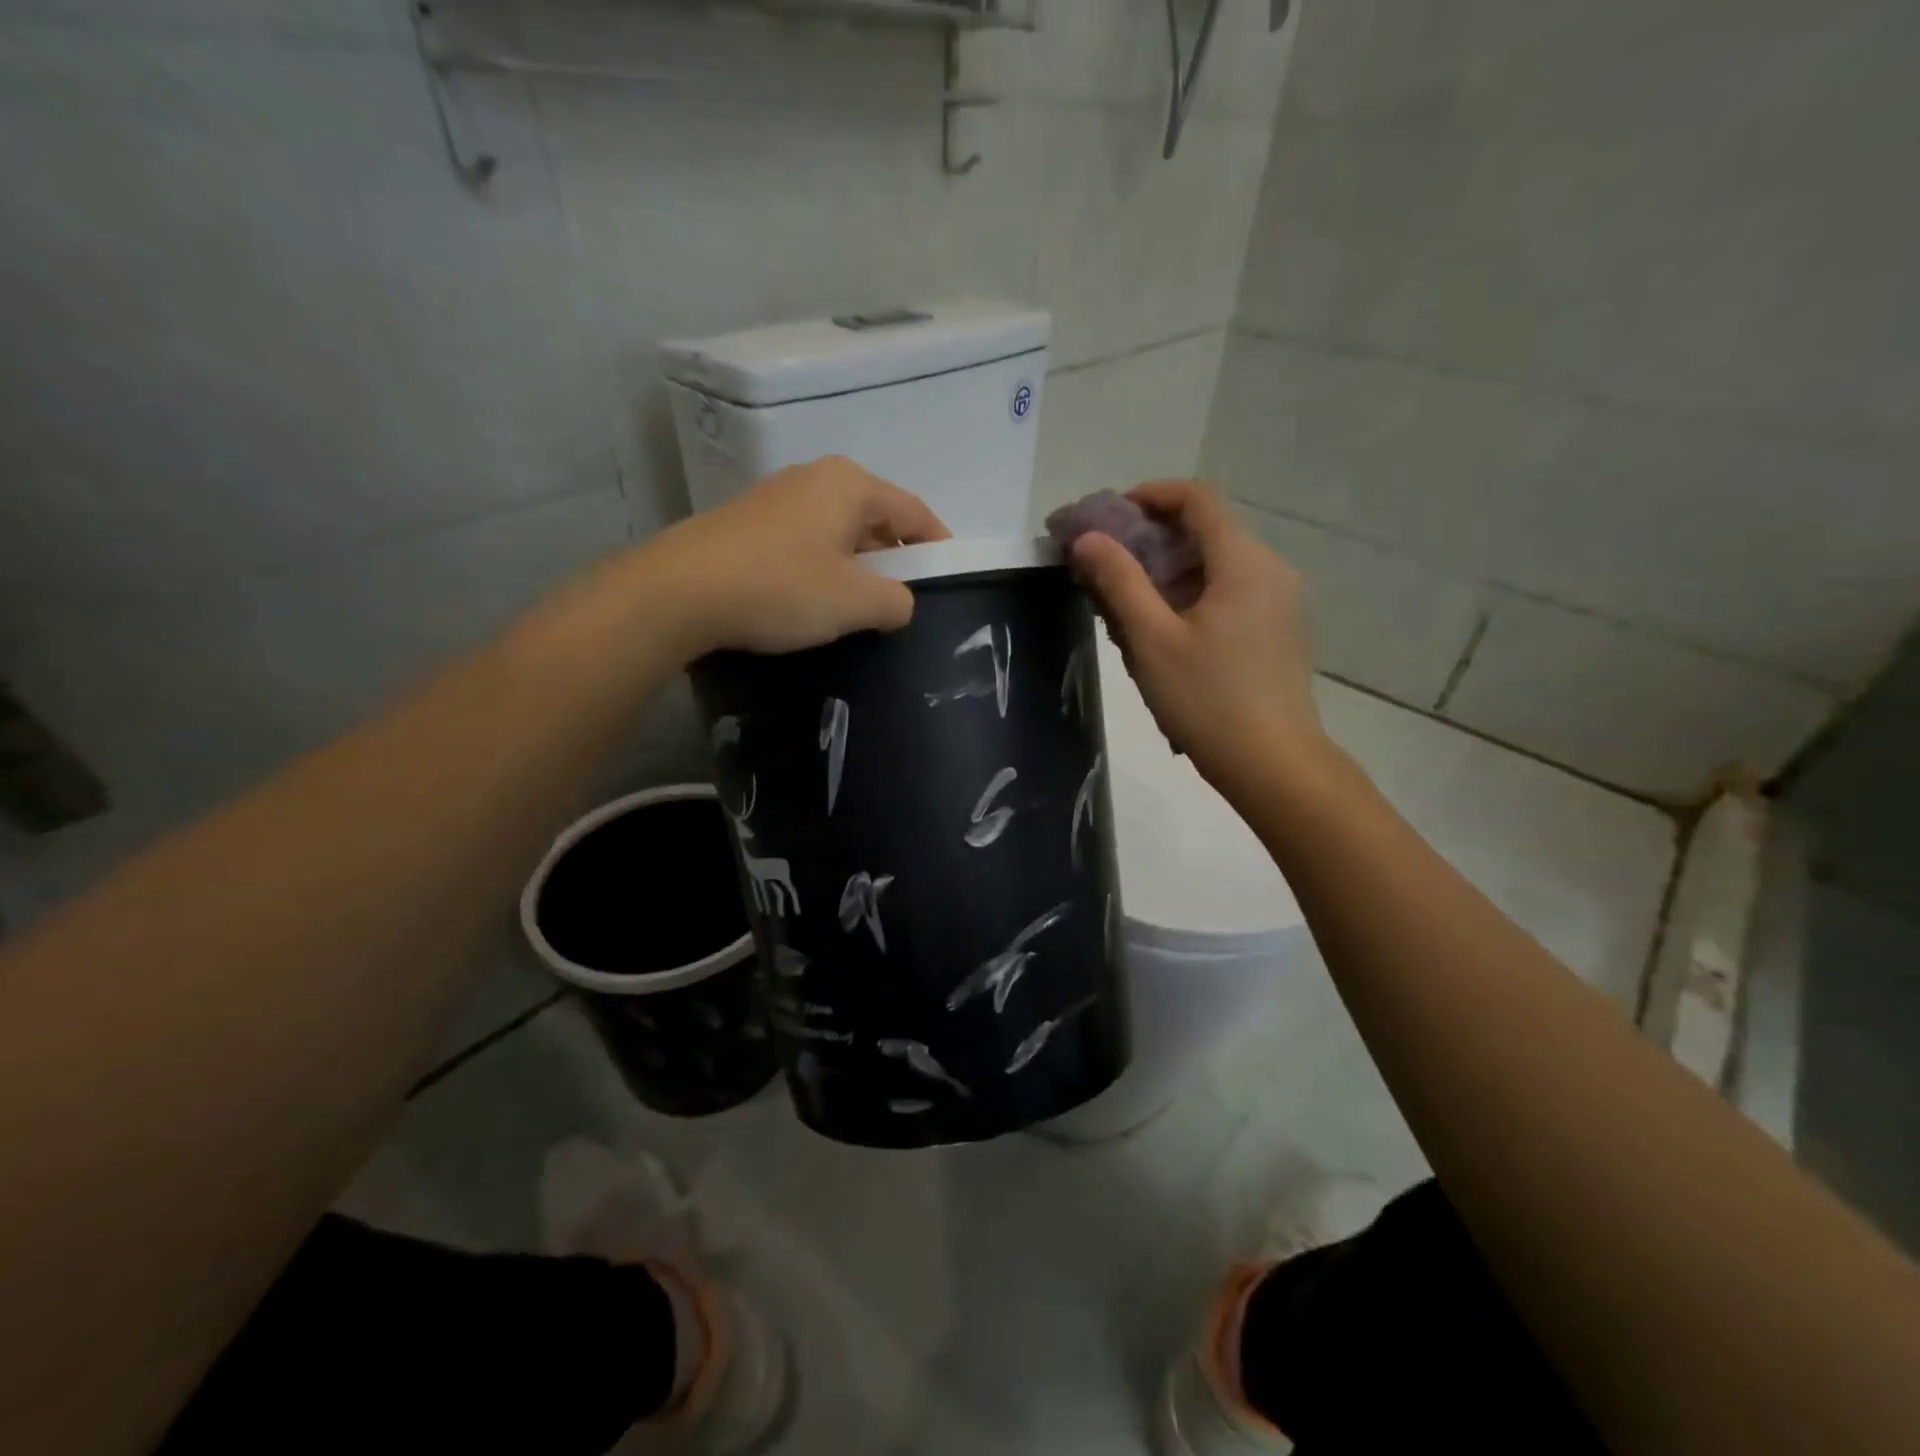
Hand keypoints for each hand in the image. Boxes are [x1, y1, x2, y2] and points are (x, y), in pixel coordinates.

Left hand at [642, 457, 949, 657]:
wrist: (679, 592)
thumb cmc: (781, 588)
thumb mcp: (856, 603)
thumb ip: (897, 602)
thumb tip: (900, 602)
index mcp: (850, 485)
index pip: (913, 511)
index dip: (938, 544)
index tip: (950, 576)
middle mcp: (815, 478)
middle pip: (875, 517)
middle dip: (895, 558)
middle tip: (904, 599)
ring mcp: (777, 497)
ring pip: (838, 530)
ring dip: (857, 565)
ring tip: (861, 606)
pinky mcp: (748, 522)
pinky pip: (806, 541)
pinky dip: (823, 567)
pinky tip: (815, 600)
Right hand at [1070, 481, 1326, 794]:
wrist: (1274, 765)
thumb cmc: (1208, 700)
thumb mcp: (1151, 640)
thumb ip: (1118, 582)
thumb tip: (1086, 539)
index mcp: (1243, 562)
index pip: (1195, 498)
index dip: (1147, 496)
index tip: (1106, 519)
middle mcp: (1269, 570)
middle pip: (1205, 530)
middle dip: (1149, 540)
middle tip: (1103, 566)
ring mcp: (1278, 602)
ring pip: (1214, 566)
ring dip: (1166, 572)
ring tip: (1123, 606)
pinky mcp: (1276, 631)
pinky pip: (1227, 594)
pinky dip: (1189, 596)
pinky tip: (1161, 633)